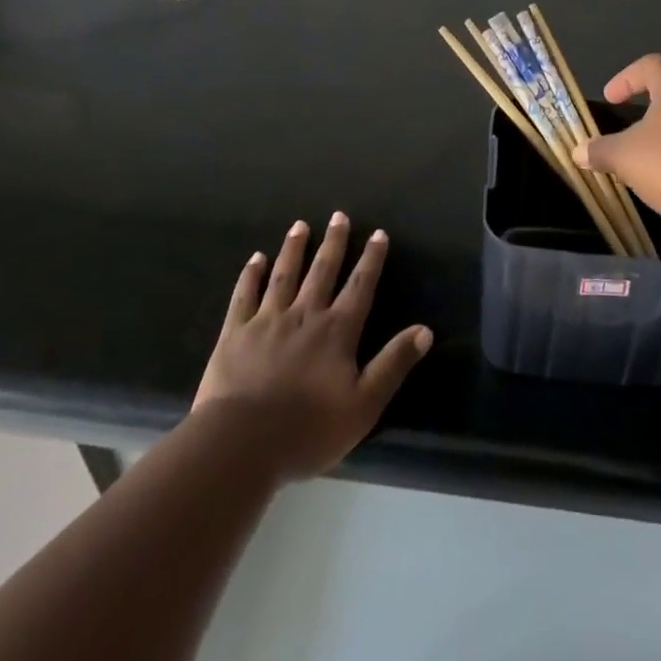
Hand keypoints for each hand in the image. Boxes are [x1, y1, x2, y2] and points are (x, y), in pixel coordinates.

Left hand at [193, 214, 431, 480]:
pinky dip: (251, 275)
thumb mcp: (364, 405)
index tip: (378, 233)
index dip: (371, 259)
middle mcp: (305, 315)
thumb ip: (393, 364)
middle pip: (322, 271)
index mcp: (337, 331)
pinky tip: (256, 258)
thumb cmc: (308, 430)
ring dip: (294, 249)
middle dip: (333, 243)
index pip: (360, 286)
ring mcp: (267, 321)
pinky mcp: (236, 333)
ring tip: (299, 225)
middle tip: (339, 216)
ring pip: (285, 275)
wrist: (242, 444)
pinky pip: (245, 295)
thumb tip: (425, 330)